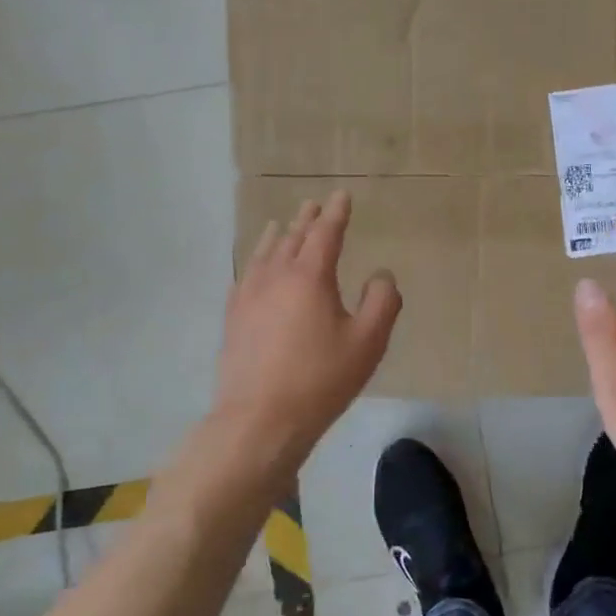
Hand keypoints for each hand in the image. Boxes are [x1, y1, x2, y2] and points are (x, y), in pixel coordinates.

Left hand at [212, 189, 400, 468]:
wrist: (260, 419)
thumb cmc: (321, 379)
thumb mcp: (368, 342)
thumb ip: (382, 302)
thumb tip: (381, 276)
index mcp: (310, 277)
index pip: (326, 234)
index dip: (336, 213)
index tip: (341, 195)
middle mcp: (275, 277)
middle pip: (292, 238)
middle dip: (307, 220)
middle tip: (314, 204)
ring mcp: (249, 296)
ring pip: (264, 254)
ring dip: (278, 236)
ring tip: (281, 225)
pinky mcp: (234, 318)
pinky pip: (245, 276)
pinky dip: (255, 261)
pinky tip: (254, 268)